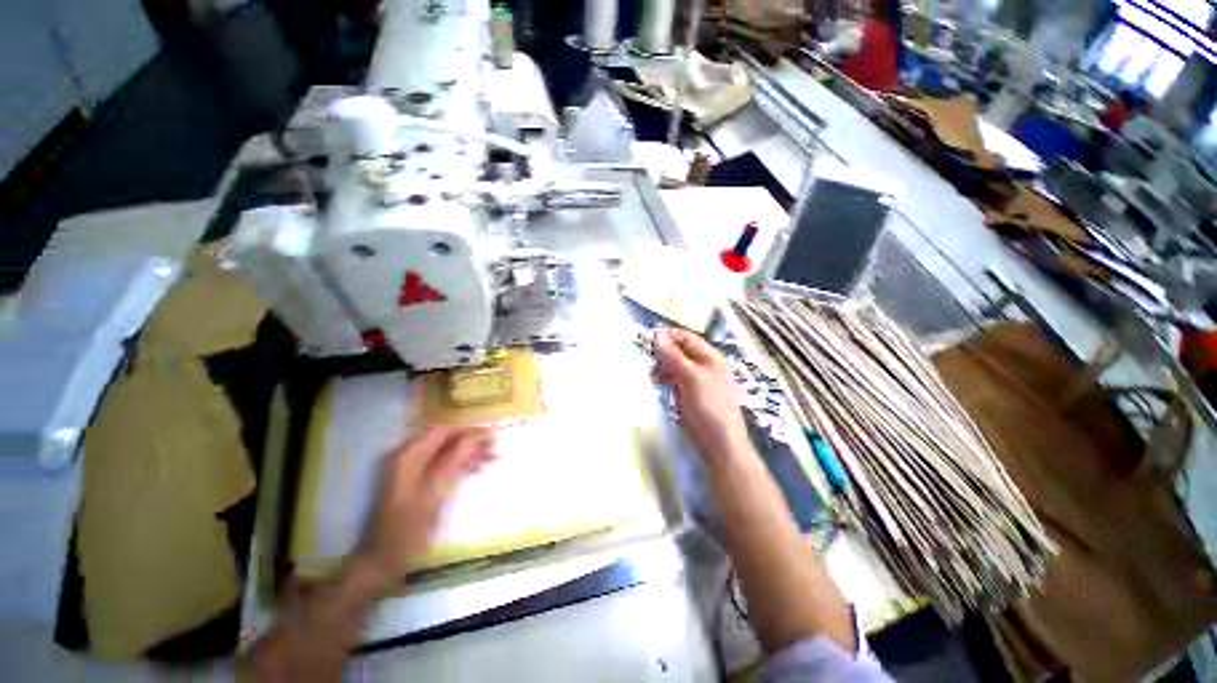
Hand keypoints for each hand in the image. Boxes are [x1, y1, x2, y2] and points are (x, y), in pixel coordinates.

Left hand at [359, 426, 495, 579]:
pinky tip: (478, 469)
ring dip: (469, 454)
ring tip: (493, 459)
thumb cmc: (409, 526)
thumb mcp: (435, 491)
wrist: (384, 561)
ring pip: (447, 453)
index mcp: (409, 455)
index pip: (444, 431)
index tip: (492, 435)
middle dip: (471, 442)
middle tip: (496, 447)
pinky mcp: (417, 484)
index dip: (469, 431)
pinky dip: (460, 466)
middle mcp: (409, 457)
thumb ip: (454, 459)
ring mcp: (412, 471)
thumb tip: (475, 436)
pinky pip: (443, 466)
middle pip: (446, 440)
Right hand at [652, 329, 749, 463]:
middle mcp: (703, 366)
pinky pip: (674, 381)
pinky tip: (656, 384)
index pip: (686, 338)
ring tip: (650, 375)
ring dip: (661, 368)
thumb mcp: (691, 376)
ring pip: (674, 367)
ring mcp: (696, 381)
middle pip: (679, 352)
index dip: (668, 336)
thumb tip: (658, 335)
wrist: (718, 441)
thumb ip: (674, 356)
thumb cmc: (709, 404)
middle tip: (645, 357)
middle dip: (662, 353)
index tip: (647, 337)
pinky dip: (664, 380)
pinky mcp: (688, 395)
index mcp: (710, 357)